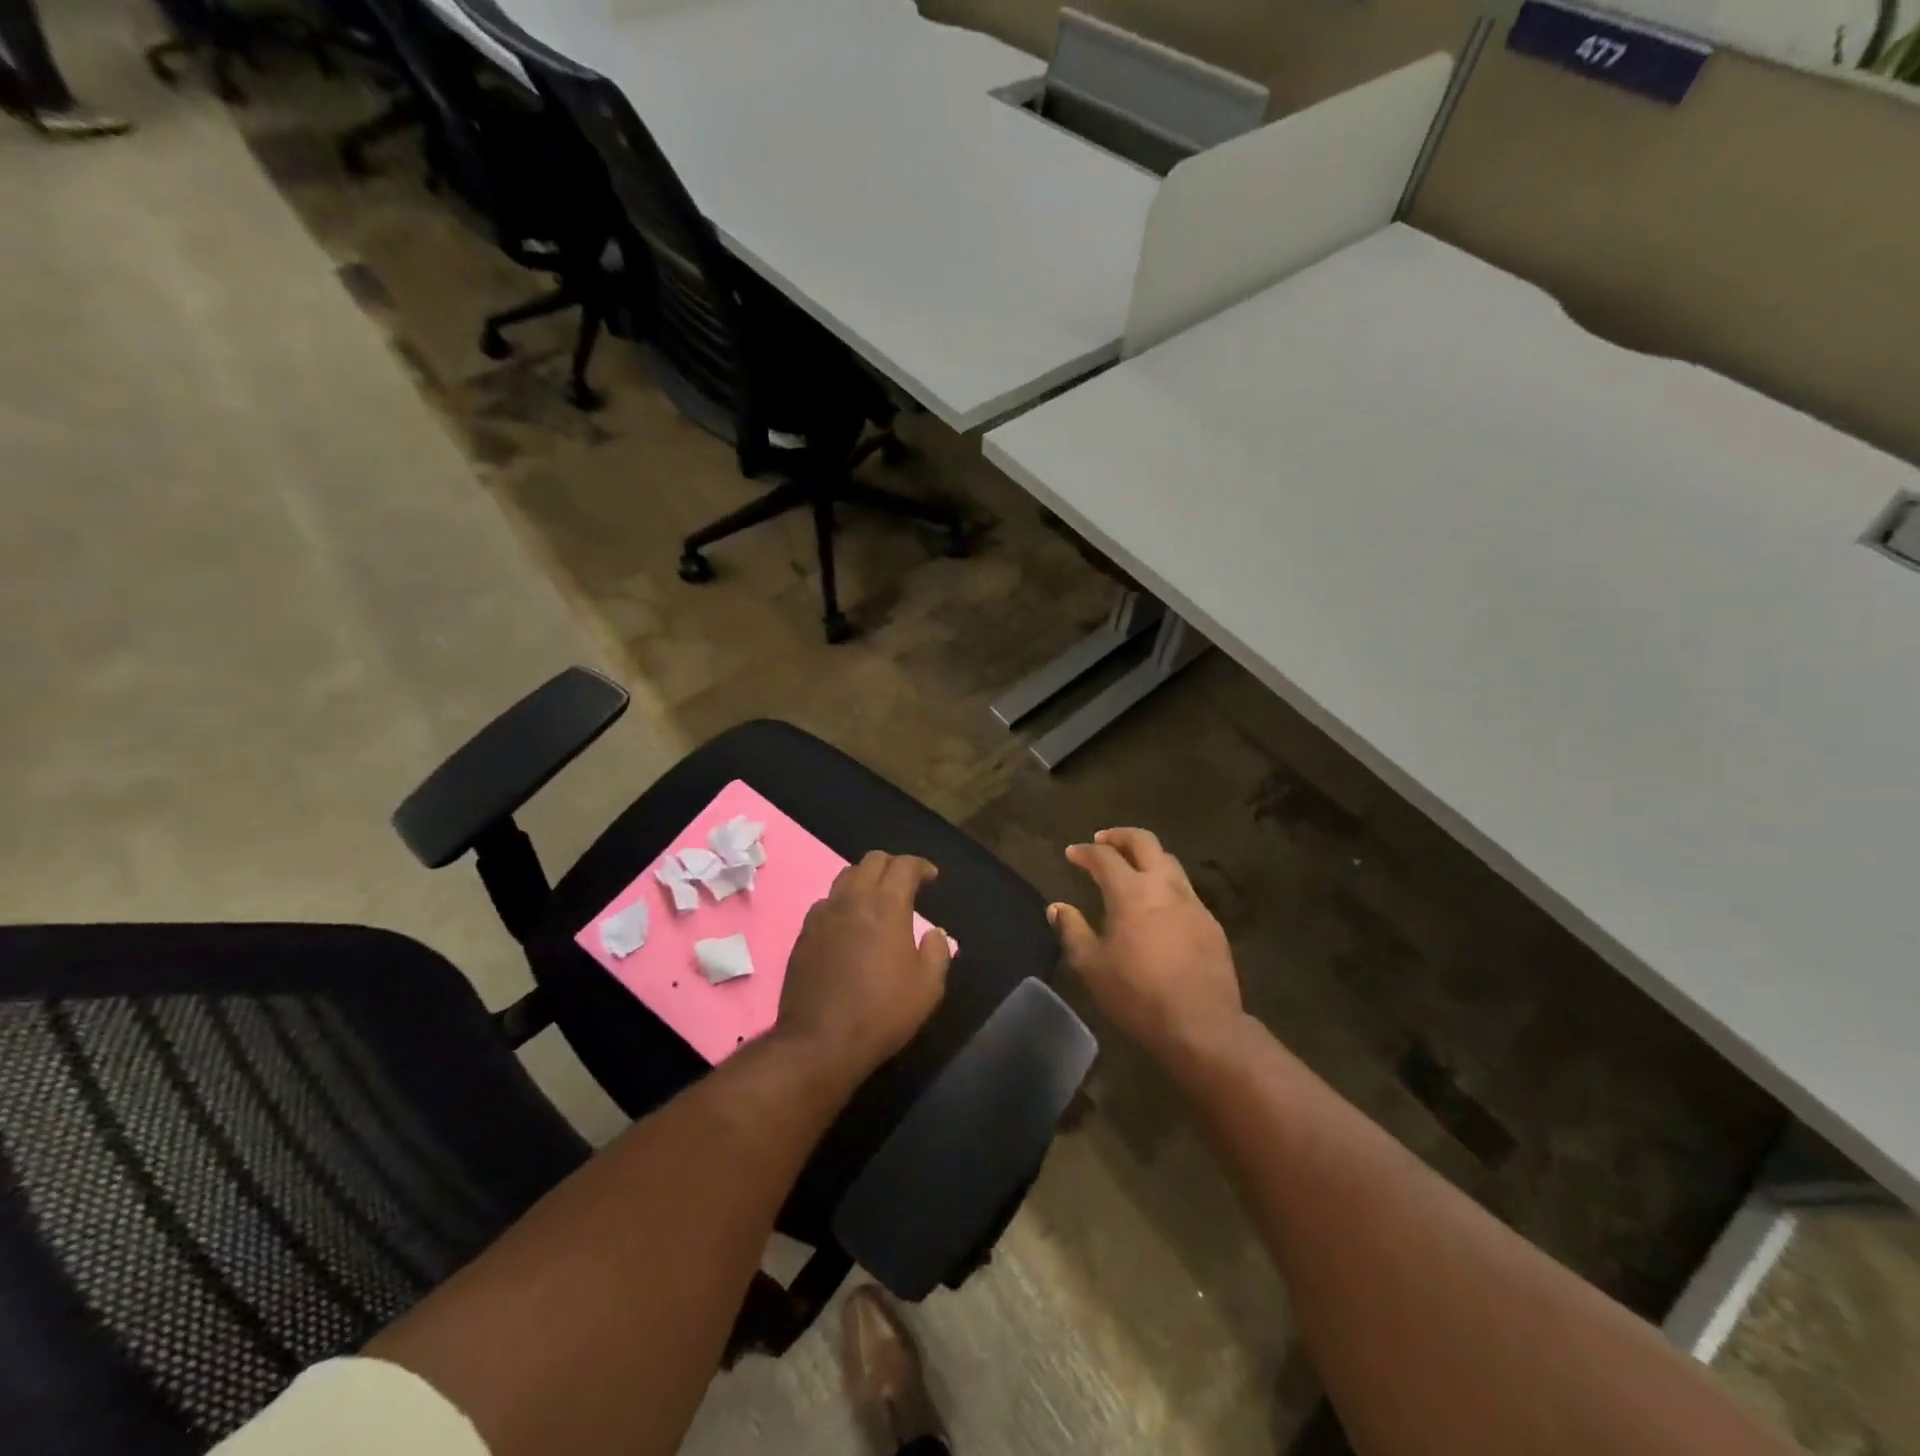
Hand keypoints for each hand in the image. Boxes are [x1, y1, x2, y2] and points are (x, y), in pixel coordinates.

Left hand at [779, 851, 952, 1076]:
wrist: (820, 1041)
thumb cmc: (881, 1012)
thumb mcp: (928, 987)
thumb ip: (938, 952)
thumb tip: (935, 933)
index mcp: (886, 905)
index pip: (904, 865)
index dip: (920, 866)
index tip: (931, 877)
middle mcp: (852, 900)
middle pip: (872, 861)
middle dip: (893, 865)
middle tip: (906, 884)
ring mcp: (823, 915)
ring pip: (845, 877)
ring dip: (866, 879)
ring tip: (877, 900)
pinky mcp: (804, 934)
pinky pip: (826, 903)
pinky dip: (843, 902)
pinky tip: (849, 925)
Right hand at [1052, 828, 1242, 1068]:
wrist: (1202, 1025)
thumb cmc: (1138, 995)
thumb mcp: (1092, 966)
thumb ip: (1072, 931)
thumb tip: (1057, 907)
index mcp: (1131, 892)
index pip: (1104, 857)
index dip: (1085, 852)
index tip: (1072, 853)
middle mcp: (1164, 886)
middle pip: (1144, 842)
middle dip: (1120, 836)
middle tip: (1103, 841)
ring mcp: (1192, 903)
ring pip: (1169, 862)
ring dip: (1147, 856)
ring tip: (1131, 867)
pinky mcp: (1211, 923)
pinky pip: (1185, 890)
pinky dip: (1165, 884)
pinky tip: (1158, 904)